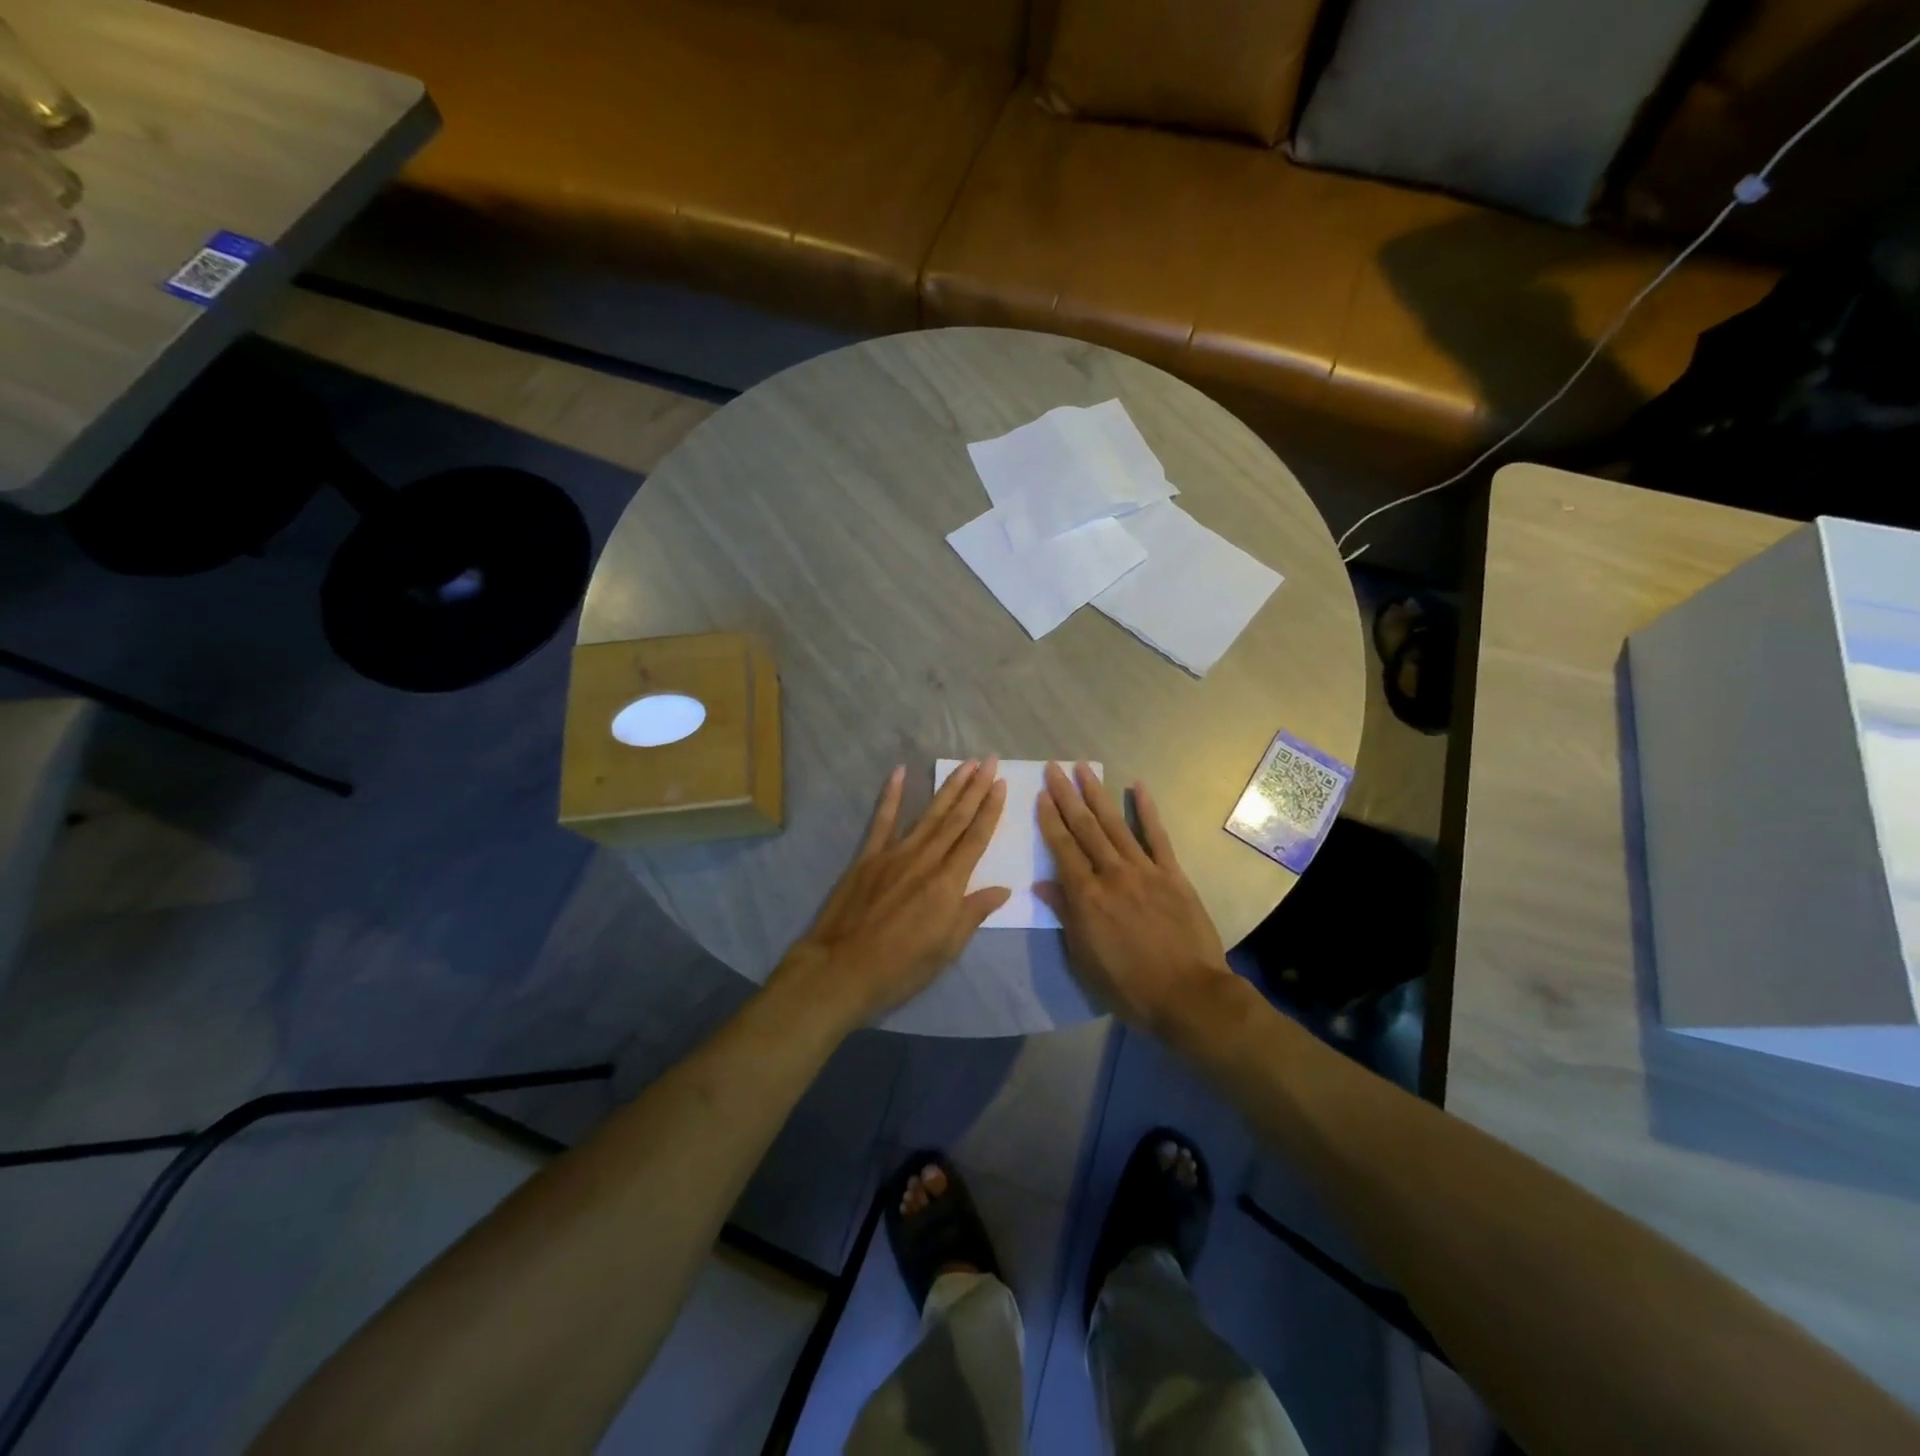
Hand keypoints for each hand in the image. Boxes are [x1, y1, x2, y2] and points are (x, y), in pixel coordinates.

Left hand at [777, 759, 1010, 1026]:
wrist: (841, 970)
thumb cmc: (900, 967)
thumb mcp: (947, 949)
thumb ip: (973, 913)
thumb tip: (1003, 889)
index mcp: (948, 883)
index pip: (976, 838)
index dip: (991, 810)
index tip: (1002, 784)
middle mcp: (925, 859)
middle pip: (956, 818)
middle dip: (975, 788)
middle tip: (989, 760)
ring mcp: (894, 854)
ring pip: (927, 813)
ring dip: (948, 787)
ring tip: (964, 764)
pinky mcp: (868, 856)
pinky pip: (882, 820)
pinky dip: (891, 794)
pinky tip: (899, 772)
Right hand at [1035, 762, 1233, 1037]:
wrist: (1188, 995)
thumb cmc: (1128, 985)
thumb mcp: (1084, 959)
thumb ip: (1065, 916)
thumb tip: (1041, 884)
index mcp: (1086, 897)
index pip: (1062, 849)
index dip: (1049, 820)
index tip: (1041, 794)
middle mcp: (1112, 875)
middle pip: (1084, 828)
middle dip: (1067, 796)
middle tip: (1054, 768)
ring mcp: (1144, 871)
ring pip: (1115, 824)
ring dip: (1097, 794)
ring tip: (1083, 768)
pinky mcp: (1172, 874)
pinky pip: (1157, 836)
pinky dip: (1147, 810)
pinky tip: (1137, 786)